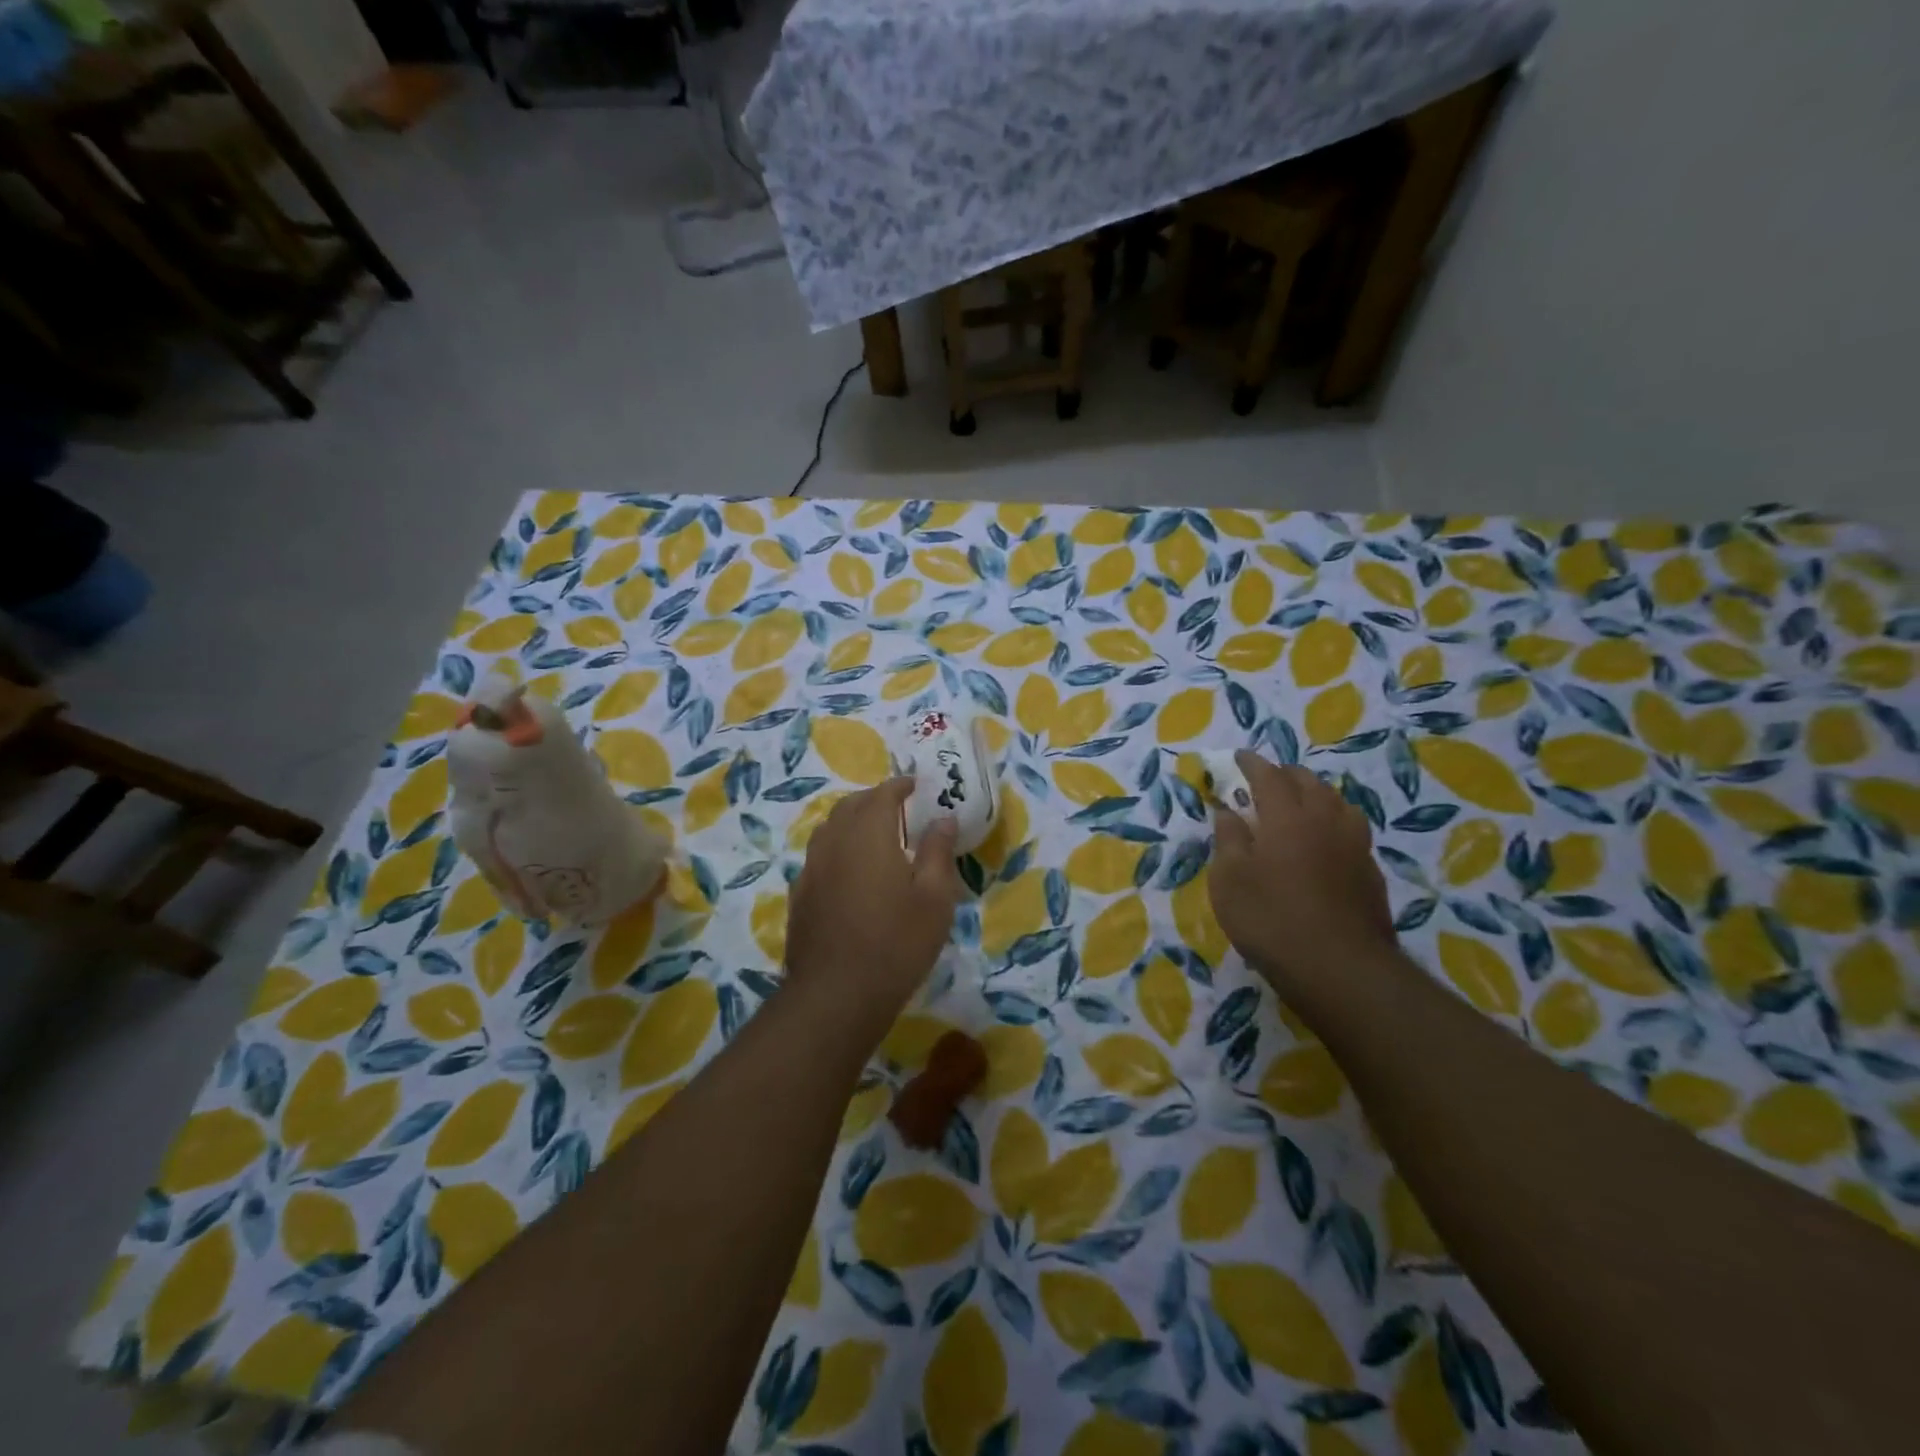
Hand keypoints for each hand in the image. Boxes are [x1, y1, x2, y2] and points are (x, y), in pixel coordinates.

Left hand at [786, 777, 962, 1033]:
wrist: (836, 994)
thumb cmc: (897, 943)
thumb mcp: (934, 898)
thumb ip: (938, 852)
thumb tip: (942, 819)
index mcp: (869, 834)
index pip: (882, 794)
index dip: (899, 786)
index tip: (915, 786)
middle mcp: (834, 842)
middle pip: (850, 806)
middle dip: (873, 800)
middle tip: (897, 808)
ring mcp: (811, 869)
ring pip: (829, 829)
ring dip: (851, 822)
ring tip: (873, 835)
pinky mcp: (800, 895)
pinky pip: (818, 857)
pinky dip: (836, 850)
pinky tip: (849, 872)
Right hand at [1209, 751, 1395, 1013]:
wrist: (1342, 969)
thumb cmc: (1271, 919)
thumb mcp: (1229, 880)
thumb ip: (1228, 840)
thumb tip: (1228, 812)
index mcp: (1287, 816)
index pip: (1268, 776)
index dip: (1252, 764)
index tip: (1239, 757)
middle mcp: (1325, 820)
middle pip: (1308, 783)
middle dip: (1285, 774)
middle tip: (1266, 779)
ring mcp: (1354, 846)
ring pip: (1337, 803)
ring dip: (1315, 794)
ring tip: (1301, 802)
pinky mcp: (1370, 872)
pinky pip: (1351, 830)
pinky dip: (1333, 822)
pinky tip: (1325, 841)